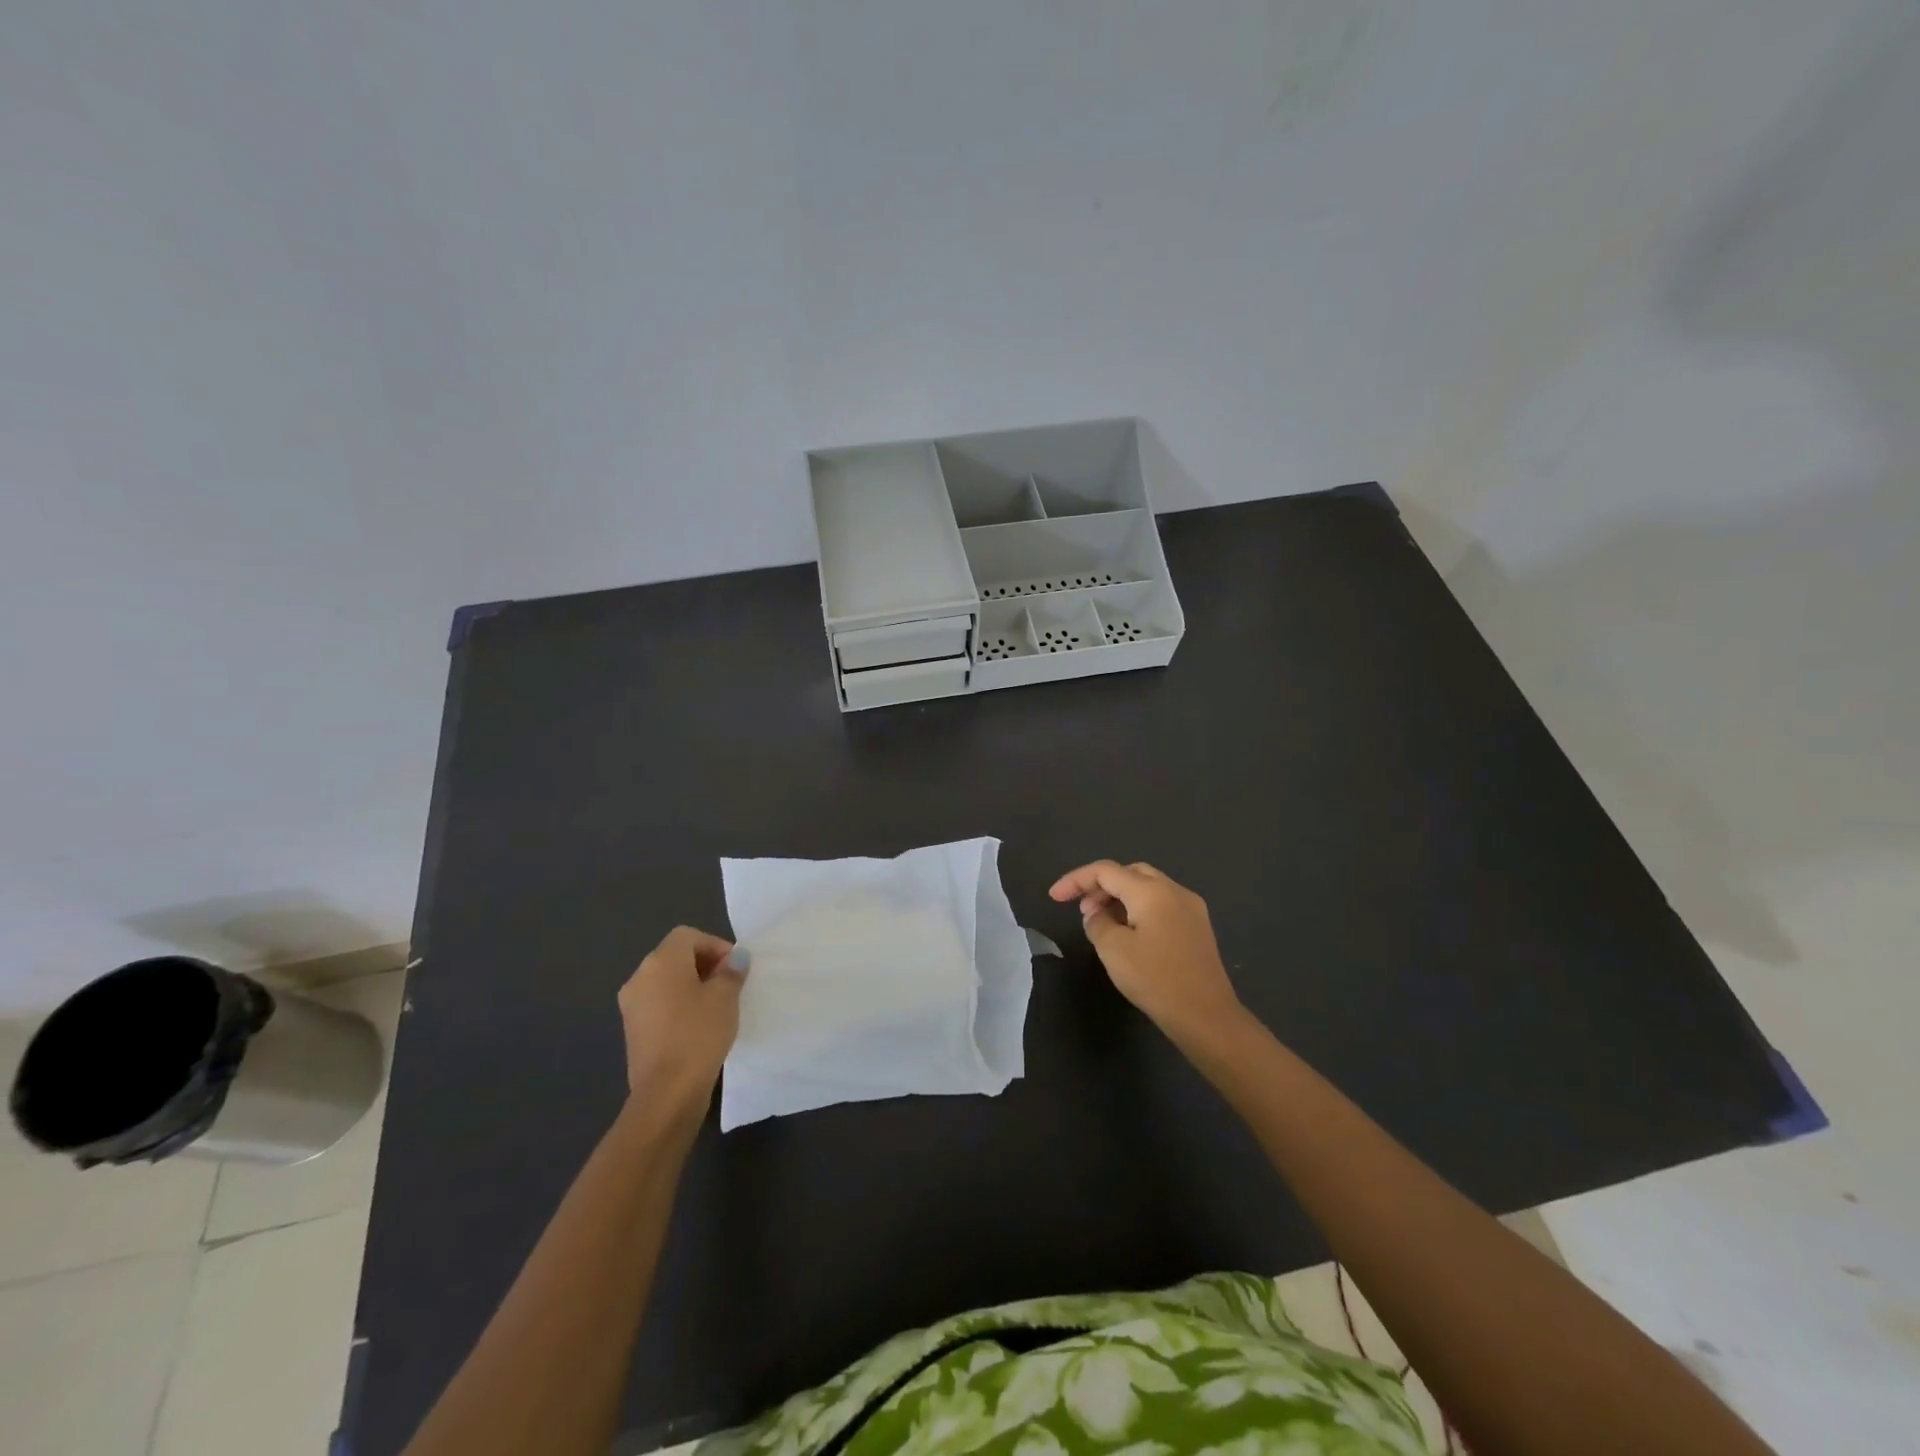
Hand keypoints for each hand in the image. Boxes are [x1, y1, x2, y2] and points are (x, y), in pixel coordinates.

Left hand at [617, 926, 746, 1113]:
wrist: (667, 1093)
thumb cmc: (699, 1034)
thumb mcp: (725, 997)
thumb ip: (731, 972)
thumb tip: (734, 959)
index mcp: (660, 961)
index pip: (688, 936)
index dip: (715, 945)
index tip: (735, 968)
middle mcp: (640, 977)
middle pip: (675, 956)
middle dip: (705, 964)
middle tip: (730, 984)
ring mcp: (632, 1005)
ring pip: (666, 981)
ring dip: (692, 985)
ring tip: (718, 1006)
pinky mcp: (633, 1030)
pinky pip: (659, 1003)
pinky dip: (679, 1005)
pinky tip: (699, 1025)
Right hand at [1049, 861, 1245, 1042]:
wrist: (1207, 1017)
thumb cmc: (1156, 980)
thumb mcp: (1113, 950)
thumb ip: (1097, 923)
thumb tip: (1097, 914)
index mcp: (1152, 891)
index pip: (1106, 871)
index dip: (1076, 880)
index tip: (1054, 896)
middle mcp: (1174, 891)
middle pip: (1130, 873)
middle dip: (1101, 885)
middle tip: (1083, 909)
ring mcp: (1191, 908)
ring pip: (1148, 888)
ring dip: (1120, 897)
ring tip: (1102, 922)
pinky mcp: (1198, 928)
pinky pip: (1162, 904)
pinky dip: (1139, 909)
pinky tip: (1129, 933)